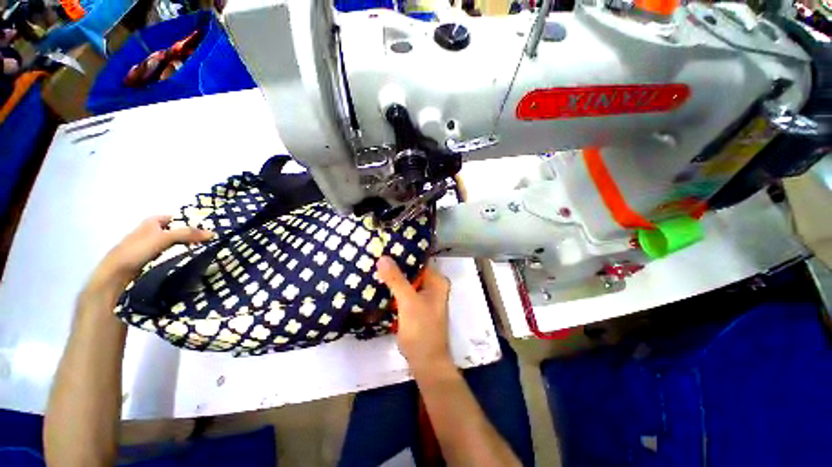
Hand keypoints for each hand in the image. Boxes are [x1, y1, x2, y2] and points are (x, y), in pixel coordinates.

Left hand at [91, 216, 213, 290]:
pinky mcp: (150, 259)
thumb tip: (213, 233)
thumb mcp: (164, 238)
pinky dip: (179, 256)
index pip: (177, 218)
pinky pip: (170, 254)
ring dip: (187, 247)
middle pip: (177, 231)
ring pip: (174, 243)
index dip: (191, 222)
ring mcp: (150, 246)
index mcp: (152, 221)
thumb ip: (187, 234)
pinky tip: (188, 261)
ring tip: (205, 251)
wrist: (115, 276)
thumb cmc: (137, 251)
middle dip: (191, 235)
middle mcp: (151, 231)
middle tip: (210, 241)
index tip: (208, 229)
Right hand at [376, 256, 452, 374]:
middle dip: (394, 267)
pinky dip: (393, 289)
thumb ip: (396, 280)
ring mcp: (424, 296)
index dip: (401, 255)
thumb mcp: (408, 302)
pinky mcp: (415, 306)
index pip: (417, 261)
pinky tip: (378, 284)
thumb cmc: (421, 330)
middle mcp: (432, 285)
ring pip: (406, 282)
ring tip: (373, 267)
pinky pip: (403, 292)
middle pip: (411, 271)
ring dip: (392, 278)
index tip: (383, 248)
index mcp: (436, 281)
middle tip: (374, 257)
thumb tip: (383, 257)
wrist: (425, 362)